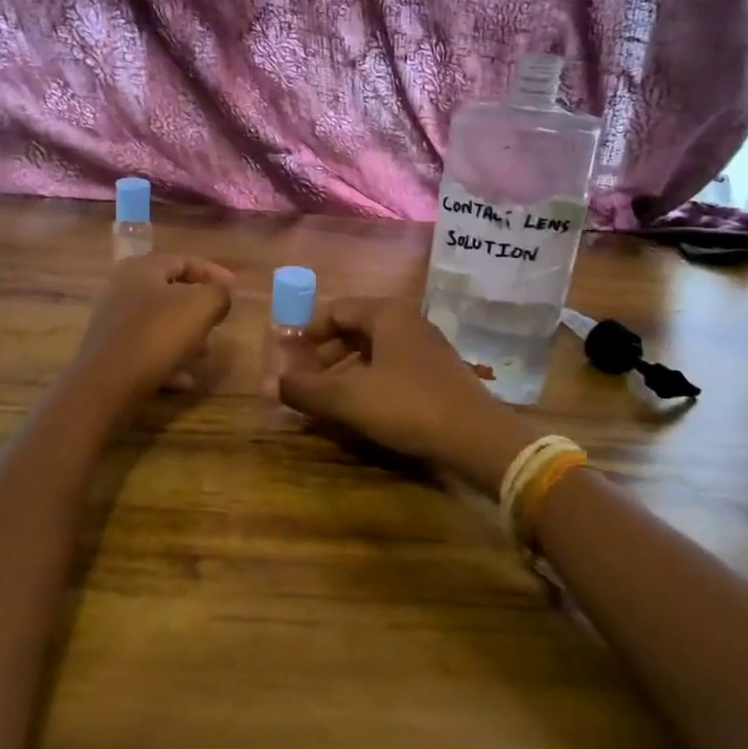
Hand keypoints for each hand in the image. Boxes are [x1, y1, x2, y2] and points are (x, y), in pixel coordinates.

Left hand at [73, 253, 234, 406]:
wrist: (108, 383)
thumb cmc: (158, 334)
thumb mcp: (202, 306)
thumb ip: (219, 294)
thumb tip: (221, 295)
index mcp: (142, 268)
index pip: (184, 260)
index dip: (213, 272)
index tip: (235, 289)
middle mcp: (122, 289)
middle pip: (170, 292)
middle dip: (199, 309)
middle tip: (220, 321)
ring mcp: (113, 321)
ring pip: (159, 323)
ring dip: (186, 337)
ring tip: (205, 354)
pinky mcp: (110, 351)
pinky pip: (146, 349)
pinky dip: (168, 360)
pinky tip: (186, 380)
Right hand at [278, 298, 537, 496]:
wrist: (477, 438)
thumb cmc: (407, 405)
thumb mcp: (348, 398)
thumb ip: (305, 389)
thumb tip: (269, 384)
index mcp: (386, 314)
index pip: (335, 310)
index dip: (306, 332)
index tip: (286, 357)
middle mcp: (407, 323)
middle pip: (353, 331)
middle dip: (323, 356)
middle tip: (302, 382)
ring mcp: (426, 349)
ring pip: (372, 354)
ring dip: (344, 374)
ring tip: (325, 403)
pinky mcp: (437, 376)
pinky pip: (391, 371)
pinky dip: (368, 385)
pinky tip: (358, 413)